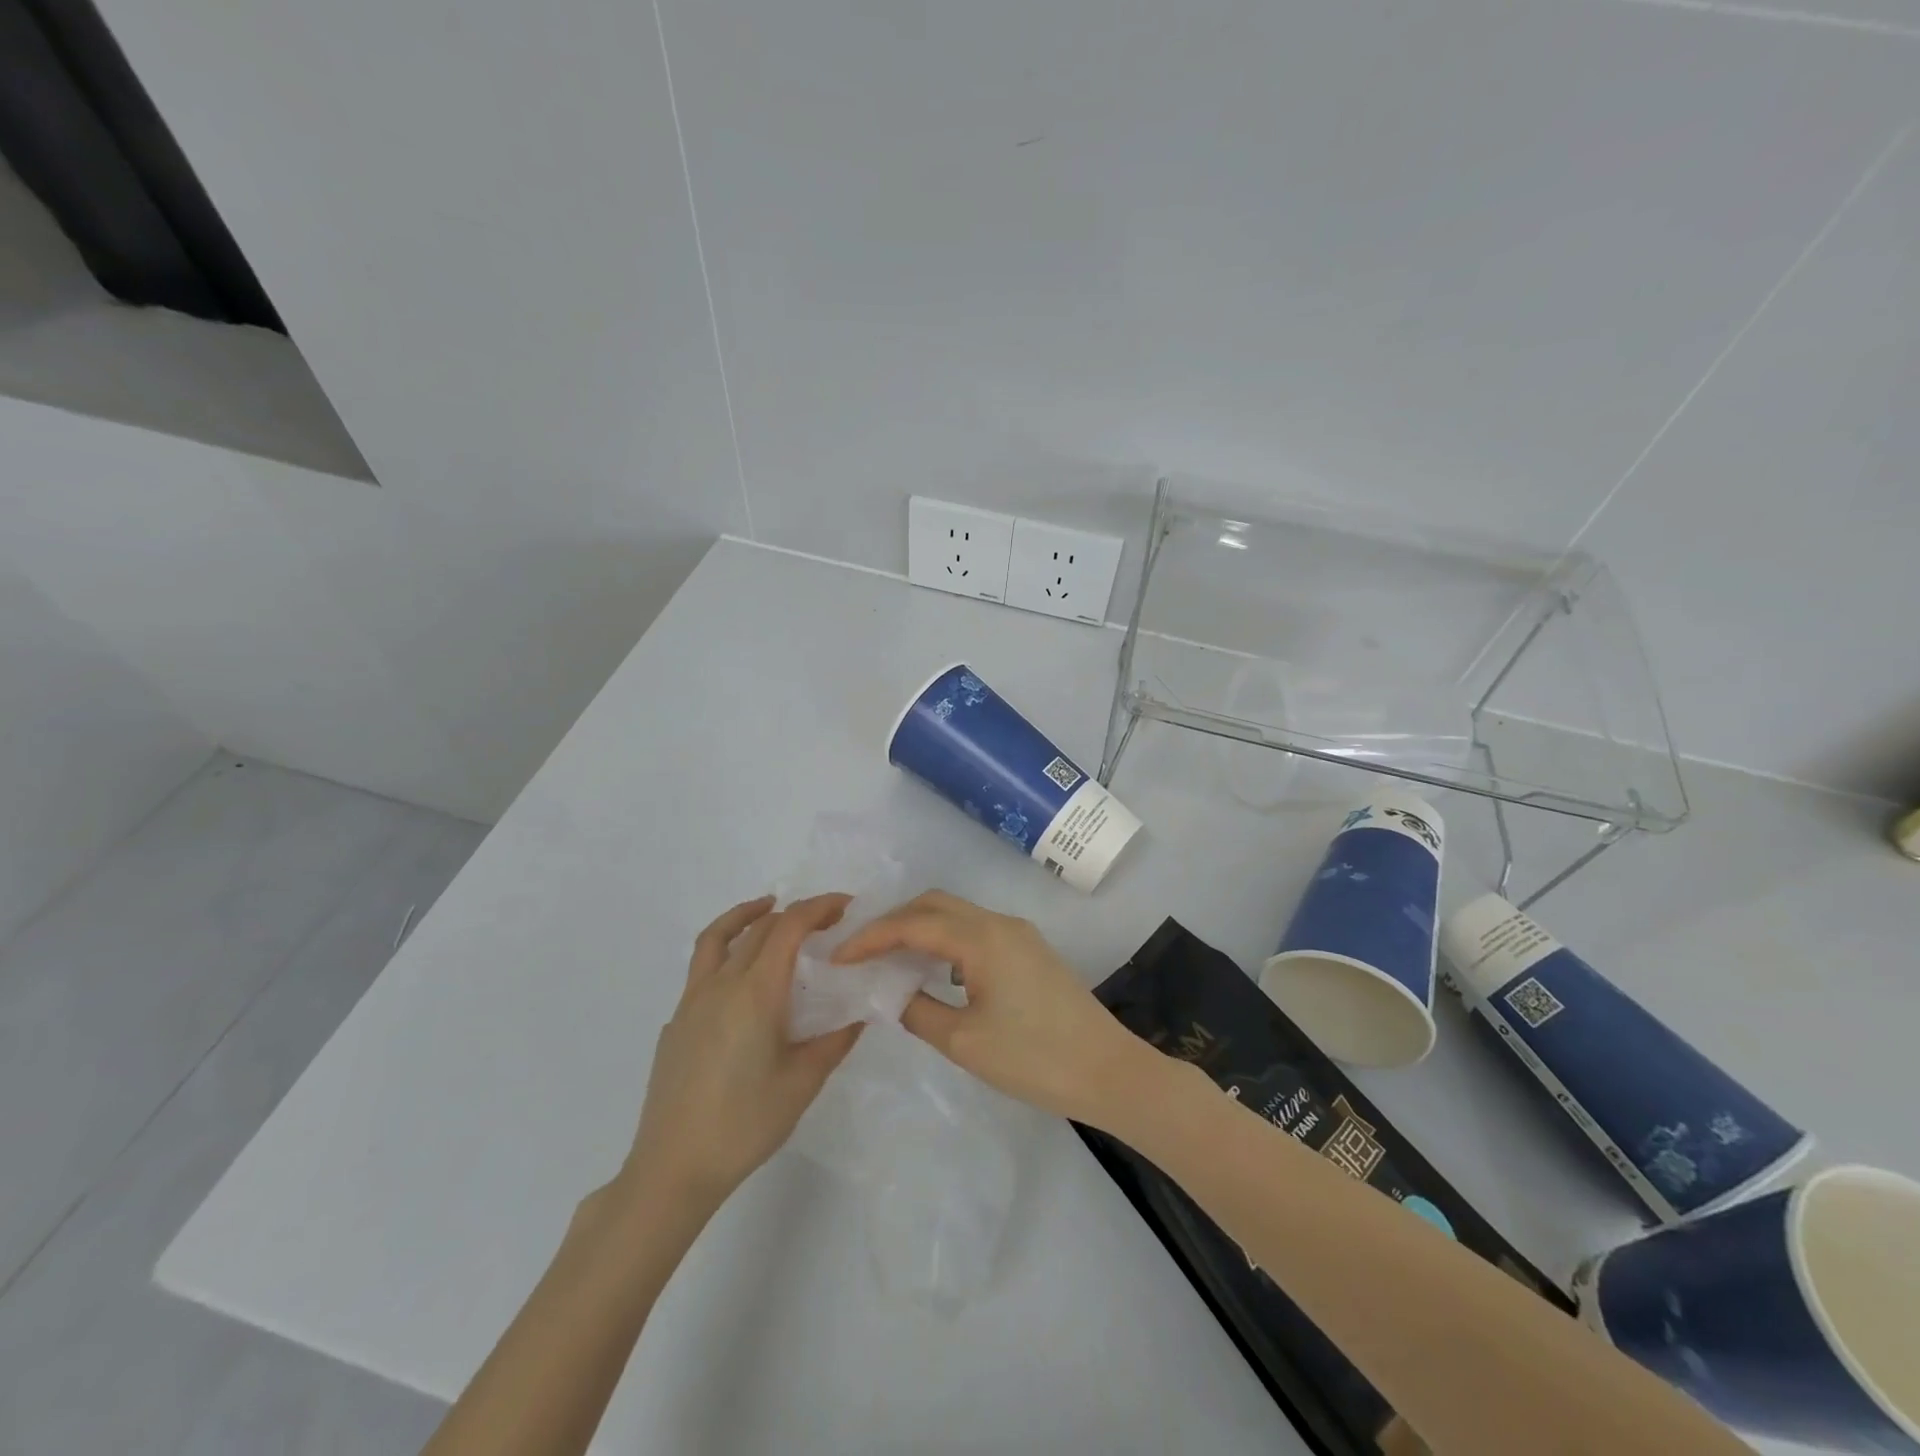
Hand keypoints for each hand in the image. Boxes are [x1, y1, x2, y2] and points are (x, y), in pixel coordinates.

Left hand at [618, 894, 860, 1217]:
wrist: (673, 1168)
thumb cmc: (745, 1123)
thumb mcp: (803, 1082)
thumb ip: (835, 1040)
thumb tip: (861, 1013)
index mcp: (756, 991)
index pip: (789, 927)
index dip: (818, 907)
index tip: (845, 905)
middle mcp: (721, 984)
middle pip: (759, 928)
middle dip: (795, 913)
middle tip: (826, 921)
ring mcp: (691, 1001)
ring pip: (718, 938)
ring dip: (747, 916)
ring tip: (767, 909)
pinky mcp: (675, 1022)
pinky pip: (703, 970)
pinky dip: (727, 953)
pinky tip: (741, 984)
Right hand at [831, 890, 1157, 1125]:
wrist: (1108, 1071)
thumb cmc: (1034, 1059)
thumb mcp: (965, 1042)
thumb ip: (918, 1011)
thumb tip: (891, 993)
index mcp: (982, 938)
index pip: (913, 924)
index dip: (871, 936)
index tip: (839, 956)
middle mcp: (999, 923)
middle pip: (934, 904)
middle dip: (893, 921)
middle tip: (861, 951)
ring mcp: (1018, 934)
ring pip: (956, 914)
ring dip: (919, 928)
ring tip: (888, 959)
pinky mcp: (1029, 950)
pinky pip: (975, 931)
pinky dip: (944, 941)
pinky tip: (932, 971)